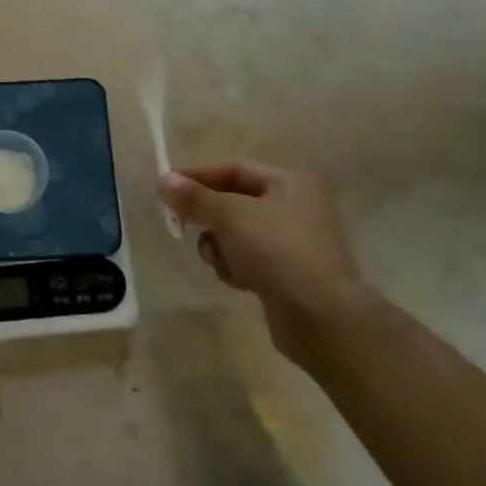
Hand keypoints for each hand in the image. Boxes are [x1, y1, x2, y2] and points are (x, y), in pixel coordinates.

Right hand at [159, 162, 369, 359]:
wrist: (321, 316)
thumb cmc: (277, 251)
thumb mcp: (230, 216)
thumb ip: (195, 197)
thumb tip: (163, 180)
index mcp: (289, 183)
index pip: (234, 169)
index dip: (198, 176)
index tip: (166, 187)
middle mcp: (295, 207)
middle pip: (233, 202)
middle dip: (208, 216)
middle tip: (181, 225)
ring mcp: (292, 243)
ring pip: (236, 234)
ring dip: (219, 245)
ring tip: (218, 259)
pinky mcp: (286, 274)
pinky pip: (247, 260)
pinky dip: (235, 267)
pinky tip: (238, 281)